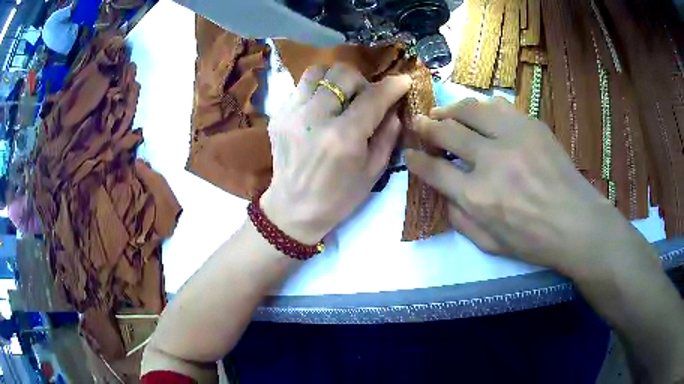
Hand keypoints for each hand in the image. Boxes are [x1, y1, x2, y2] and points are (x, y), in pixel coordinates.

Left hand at [261, 64, 410, 244]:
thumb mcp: (373, 172)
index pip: (373, 97)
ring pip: (318, 72)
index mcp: (343, 137)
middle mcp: (315, 118)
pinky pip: (301, 86)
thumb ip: (387, 135)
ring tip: (340, 97)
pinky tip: (321, 109)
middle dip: (361, 81)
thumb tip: (393, 107)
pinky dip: (317, 90)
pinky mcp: (278, 114)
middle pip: (343, 74)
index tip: (403, 81)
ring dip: (335, 80)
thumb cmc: (338, 197)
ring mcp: (292, 113)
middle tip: (364, 98)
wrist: (293, 208)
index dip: (392, 85)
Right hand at [405, 98, 652, 276]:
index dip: (417, 160)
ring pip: (471, 110)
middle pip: (448, 132)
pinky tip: (479, 112)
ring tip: (443, 111)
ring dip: (451, 109)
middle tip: (419, 122)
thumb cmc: (534, 241)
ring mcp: (513, 138)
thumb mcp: (490, 245)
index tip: (409, 154)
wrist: (577, 223)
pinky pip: (500, 107)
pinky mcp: (532, 126)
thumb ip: (461, 221)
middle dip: (427, 126)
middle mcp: (491, 161)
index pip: (435, 170)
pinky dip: (483, 107)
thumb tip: (445, 195)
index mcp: (478, 197)